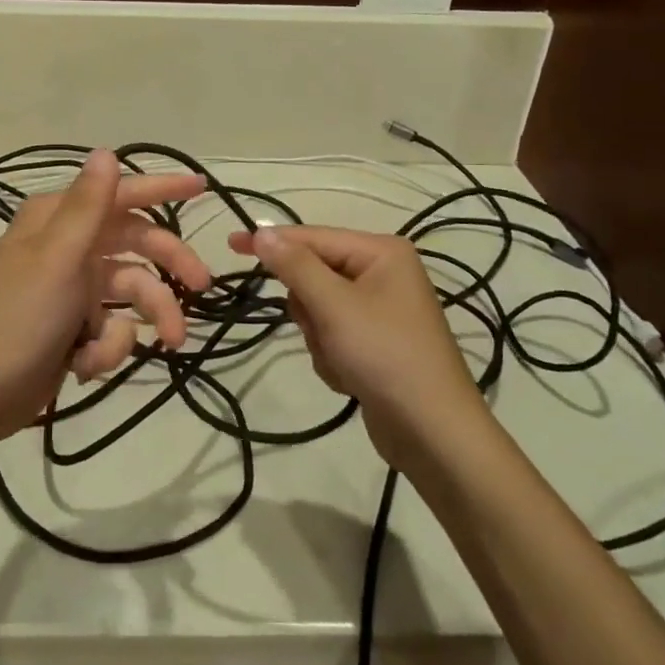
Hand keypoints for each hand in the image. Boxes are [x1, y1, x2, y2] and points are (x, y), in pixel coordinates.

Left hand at [0, 150, 211, 449]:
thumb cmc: (19, 319)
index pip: (120, 194)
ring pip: (131, 289)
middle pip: (135, 243)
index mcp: (58, 220)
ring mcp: (72, 286)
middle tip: (201, 284)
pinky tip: (86, 364)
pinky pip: (111, 325)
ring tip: (171, 342)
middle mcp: (68, 246)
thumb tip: (106, 152)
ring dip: (148, 316)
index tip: (201, 187)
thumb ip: (87, 206)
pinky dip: (107, 346)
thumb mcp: (58, 259)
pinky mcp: (74, 324)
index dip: (162, 188)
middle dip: (169, 265)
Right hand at [229, 225, 489, 470]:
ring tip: (343, 361)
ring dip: (319, 338)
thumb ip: (295, 266)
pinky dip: (332, 356)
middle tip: (323, 330)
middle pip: (313, 274)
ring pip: (317, 309)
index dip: (271, 242)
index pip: (312, 237)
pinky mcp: (375, 342)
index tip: (230, 243)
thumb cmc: (385, 356)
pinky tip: (351, 377)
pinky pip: (332, 334)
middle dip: (309, 308)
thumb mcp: (335, 306)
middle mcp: (382, 273)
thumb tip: (261, 230)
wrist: (433, 433)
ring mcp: (380, 309)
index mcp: (381, 252)